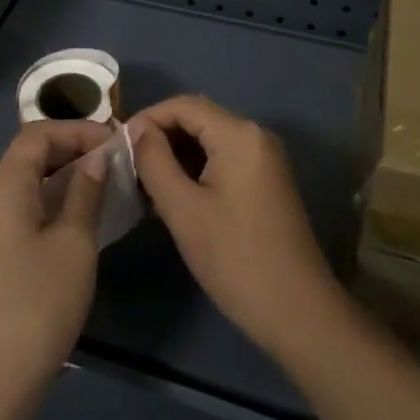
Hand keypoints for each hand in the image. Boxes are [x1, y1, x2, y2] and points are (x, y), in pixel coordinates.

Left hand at [0, 120, 111, 392]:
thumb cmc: (37, 303)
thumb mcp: (74, 243)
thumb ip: (86, 192)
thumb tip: (97, 158)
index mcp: (4, 183)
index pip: (40, 133)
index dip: (78, 130)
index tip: (116, 141)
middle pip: (32, 154)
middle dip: (74, 150)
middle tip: (116, 160)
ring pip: (29, 182)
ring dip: (66, 177)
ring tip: (108, 185)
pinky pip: (25, 208)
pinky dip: (54, 202)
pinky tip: (84, 219)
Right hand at [129, 95, 344, 361]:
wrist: (300, 315)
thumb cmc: (236, 259)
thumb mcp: (183, 210)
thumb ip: (154, 161)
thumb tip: (136, 130)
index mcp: (239, 134)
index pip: (183, 105)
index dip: (148, 118)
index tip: (119, 146)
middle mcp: (255, 135)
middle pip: (197, 119)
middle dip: (161, 138)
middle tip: (129, 168)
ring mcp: (265, 158)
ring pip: (209, 141)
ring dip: (176, 155)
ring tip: (146, 185)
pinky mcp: (267, 181)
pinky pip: (224, 159)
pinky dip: (196, 169)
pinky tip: (175, 197)